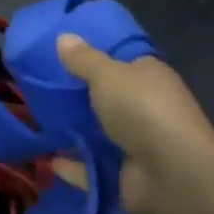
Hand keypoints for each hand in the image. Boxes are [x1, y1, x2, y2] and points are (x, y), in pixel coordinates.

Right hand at [55, 34, 213, 213]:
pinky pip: (94, 169)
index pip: (122, 61)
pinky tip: (50, 162)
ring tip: (39, 122)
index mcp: (149, 77)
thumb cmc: (142, 110)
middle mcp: (146, 108)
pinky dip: (74, 167)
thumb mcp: (108, 75)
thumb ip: (83, 59)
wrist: (174, 175)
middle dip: (79, 96)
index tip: (62, 54)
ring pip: (100, 135)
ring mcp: (138, 144)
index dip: (95, 56)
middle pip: (108, 98)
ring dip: (75, 133)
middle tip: (41, 87)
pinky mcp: (127, 176)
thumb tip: (63, 37)